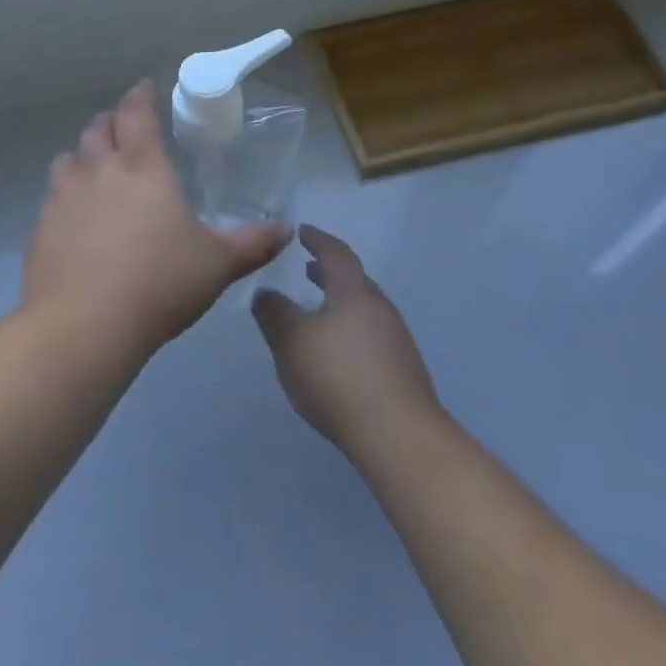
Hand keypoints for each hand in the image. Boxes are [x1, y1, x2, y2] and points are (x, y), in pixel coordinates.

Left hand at [22, 82, 290, 353]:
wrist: (84, 325)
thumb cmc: (159, 284)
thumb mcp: (217, 265)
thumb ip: (252, 244)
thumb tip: (286, 230)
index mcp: (143, 168)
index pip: (137, 114)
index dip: (140, 96)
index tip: (144, 88)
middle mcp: (99, 172)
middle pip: (97, 129)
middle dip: (111, 121)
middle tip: (123, 127)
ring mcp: (64, 198)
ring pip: (68, 158)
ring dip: (83, 154)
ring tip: (95, 167)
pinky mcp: (41, 228)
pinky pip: (52, 197)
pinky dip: (65, 194)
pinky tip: (75, 217)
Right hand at [253, 226, 442, 454]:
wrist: (398, 435)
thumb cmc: (338, 376)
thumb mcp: (291, 341)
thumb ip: (273, 312)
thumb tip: (265, 293)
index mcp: (354, 292)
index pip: (336, 253)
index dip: (318, 239)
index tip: (302, 231)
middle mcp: (379, 308)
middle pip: (353, 280)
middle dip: (328, 272)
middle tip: (308, 269)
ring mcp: (395, 340)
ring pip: (362, 309)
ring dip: (338, 302)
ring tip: (316, 311)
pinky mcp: (401, 370)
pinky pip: (369, 335)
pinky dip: (348, 329)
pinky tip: (335, 353)